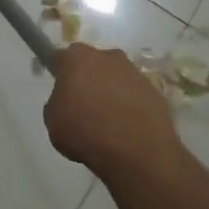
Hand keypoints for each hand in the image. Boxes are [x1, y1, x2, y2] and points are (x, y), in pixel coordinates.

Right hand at [44, 43, 183, 181]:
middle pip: (93, 64)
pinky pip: (135, 96)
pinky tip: (126, 129)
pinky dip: (130, 106)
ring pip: (116, 78)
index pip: (62, 57)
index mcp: (77, 58)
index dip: (60, 72)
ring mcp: (135, 73)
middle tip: (83, 105)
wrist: (136, 151)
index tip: (60, 89)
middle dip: (88, 79)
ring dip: (111, 92)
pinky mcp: (155, 92)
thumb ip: (57, 104)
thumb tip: (68, 102)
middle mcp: (107, 57)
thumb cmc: (85, 132)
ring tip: (108, 122)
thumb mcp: (53, 121)